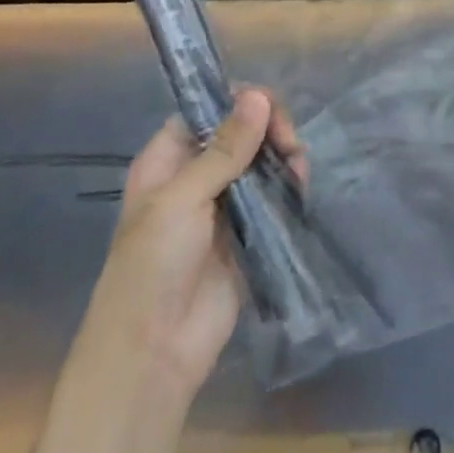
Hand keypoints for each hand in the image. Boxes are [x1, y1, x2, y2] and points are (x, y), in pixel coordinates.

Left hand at [77, 88, 305, 406]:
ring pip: (260, 162)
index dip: (238, 102)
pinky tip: (301, 183)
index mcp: (167, 162)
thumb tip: (258, 96)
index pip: (206, 111)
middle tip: (288, 142)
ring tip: (298, 165)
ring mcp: (224, 206)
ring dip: (283, 155)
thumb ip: (225, 149)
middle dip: (268, 128)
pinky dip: (290, 184)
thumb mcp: (182, 199)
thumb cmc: (152, 268)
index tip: (268, 107)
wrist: (153, 356)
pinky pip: (274, 196)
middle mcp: (196, 177)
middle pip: (240, 133)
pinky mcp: (249, 233)